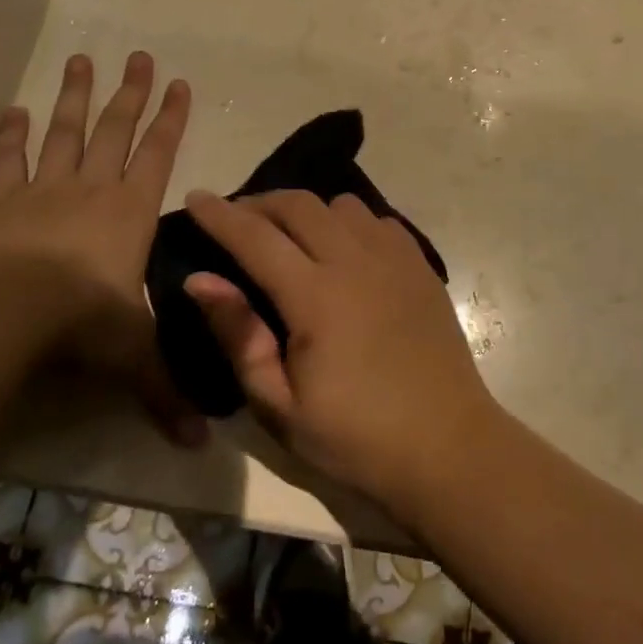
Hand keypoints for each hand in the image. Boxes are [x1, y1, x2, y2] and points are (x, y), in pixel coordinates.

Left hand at [0, 51, 205, 446]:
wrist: (0, 314)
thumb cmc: (78, 324)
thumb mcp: (130, 356)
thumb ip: (165, 391)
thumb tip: (201, 444)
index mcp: (130, 212)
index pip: (159, 154)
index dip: (171, 118)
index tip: (179, 83)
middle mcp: (91, 189)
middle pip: (117, 130)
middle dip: (131, 93)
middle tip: (139, 54)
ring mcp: (43, 190)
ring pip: (67, 132)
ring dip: (76, 97)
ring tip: (82, 60)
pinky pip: (8, 160)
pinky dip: (11, 135)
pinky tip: (13, 110)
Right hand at [181, 189, 497, 512]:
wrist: (447, 446)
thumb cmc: (355, 437)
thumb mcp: (280, 406)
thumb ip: (239, 336)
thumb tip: (200, 280)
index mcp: (316, 296)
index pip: (255, 237)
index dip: (220, 214)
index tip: (195, 197)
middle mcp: (355, 261)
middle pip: (299, 204)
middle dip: (260, 202)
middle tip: (238, 220)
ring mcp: (394, 258)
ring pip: (342, 204)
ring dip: (308, 210)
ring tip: (292, 236)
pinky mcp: (421, 265)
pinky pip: (378, 220)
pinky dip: (350, 222)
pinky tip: (345, 250)